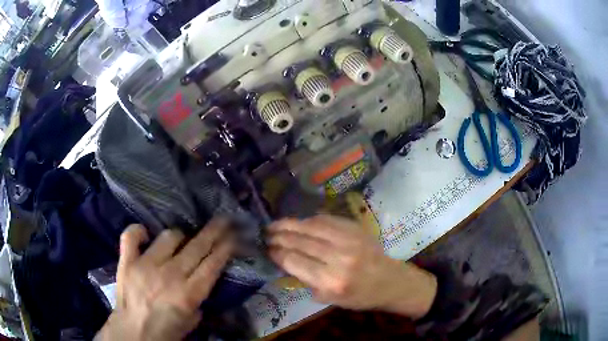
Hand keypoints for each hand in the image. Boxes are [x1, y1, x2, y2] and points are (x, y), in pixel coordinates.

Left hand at [95, 220, 233, 340]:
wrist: (134, 333)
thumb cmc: (166, 331)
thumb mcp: (192, 321)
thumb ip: (199, 299)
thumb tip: (202, 281)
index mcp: (188, 294)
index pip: (212, 264)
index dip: (225, 247)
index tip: (233, 235)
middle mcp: (170, 275)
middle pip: (197, 246)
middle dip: (213, 231)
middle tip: (222, 220)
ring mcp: (146, 265)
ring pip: (169, 236)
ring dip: (179, 236)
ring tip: (181, 240)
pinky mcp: (127, 261)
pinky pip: (132, 236)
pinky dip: (138, 231)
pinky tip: (145, 234)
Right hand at [267, 215, 436, 318]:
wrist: (388, 280)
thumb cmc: (358, 296)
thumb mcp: (329, 298)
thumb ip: (306, 280)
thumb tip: (284, 261)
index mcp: (330, 281)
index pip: (294, 261)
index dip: (277, 253)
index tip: (267, 249)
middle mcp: (338, 258)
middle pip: (300, 242)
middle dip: (279, 236)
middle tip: (265, 234)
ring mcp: (348, 240)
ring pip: (311, 227)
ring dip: (289, 224)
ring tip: (275, 224)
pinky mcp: (355, 229)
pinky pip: (326, 220)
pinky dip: (309, 220)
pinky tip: (299, 222)